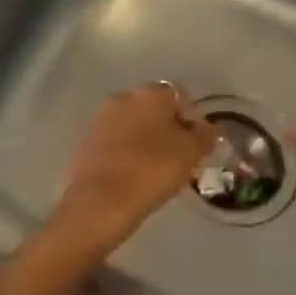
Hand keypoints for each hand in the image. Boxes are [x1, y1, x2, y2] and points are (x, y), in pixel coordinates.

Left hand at [48, 83, 216, 257]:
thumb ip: (204, 136)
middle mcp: (123, 97)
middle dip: (170, 130)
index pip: (181, 97)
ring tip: (160, 171)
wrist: (100, 201)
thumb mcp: (191, 153)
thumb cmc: (152, 169)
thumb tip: (208, 131)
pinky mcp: (86, 141)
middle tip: (182, 159)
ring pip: (135, 126)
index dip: (194, 121)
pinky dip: (129, 153)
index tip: (200, 147)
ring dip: (148, 142)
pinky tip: (136, 176)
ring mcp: (101, 118)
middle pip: (155, 110)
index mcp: (150, 93)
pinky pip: (117, 142)